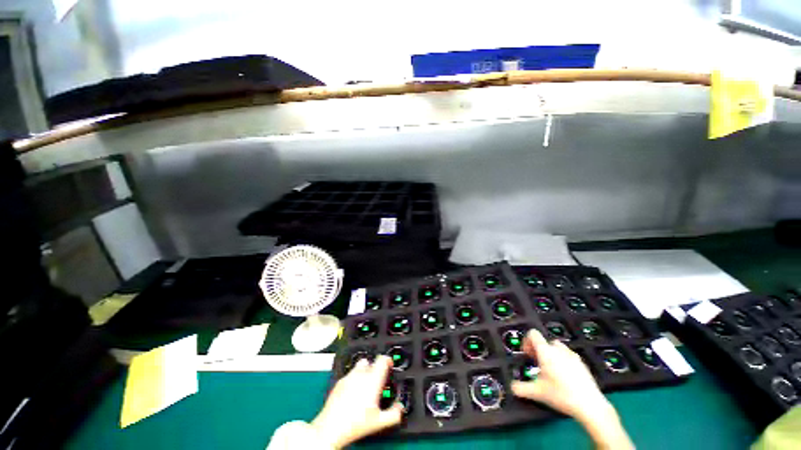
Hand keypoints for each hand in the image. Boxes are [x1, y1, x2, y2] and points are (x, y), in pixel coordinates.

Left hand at [312, 355, 402, 448]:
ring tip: (365, 387)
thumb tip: (399, 408)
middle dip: (376, 369)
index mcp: (373, 380)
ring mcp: (349, 377)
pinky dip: (354, 380)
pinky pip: (350, 375)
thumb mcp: (379, 422)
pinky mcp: (339, 382)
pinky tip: (353, 394)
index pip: (383, 359)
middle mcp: (361, 374)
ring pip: (360, 366)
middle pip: (372, 361)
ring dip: (365, 372)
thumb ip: (394, 413)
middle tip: (378, 381)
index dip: (388, 360)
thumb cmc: (354, 424)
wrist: (331, 428)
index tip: (389, 365)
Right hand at [511, 330, 633, 449]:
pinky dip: (563, 362)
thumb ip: (521, 388)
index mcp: (546, 351)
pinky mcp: (582, 364)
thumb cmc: (562, 395)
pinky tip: (564, 377)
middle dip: (538, 350)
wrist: (590, 405)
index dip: (526, 341)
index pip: (533, 334)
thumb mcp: (537, 392)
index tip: (527, 353)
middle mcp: (559, 349)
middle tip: (537, 364)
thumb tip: (512, 387)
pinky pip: (568, 356)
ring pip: (557, 348)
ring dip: (551, 355)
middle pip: (545, 341)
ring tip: (550, 370)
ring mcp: (572, 355)